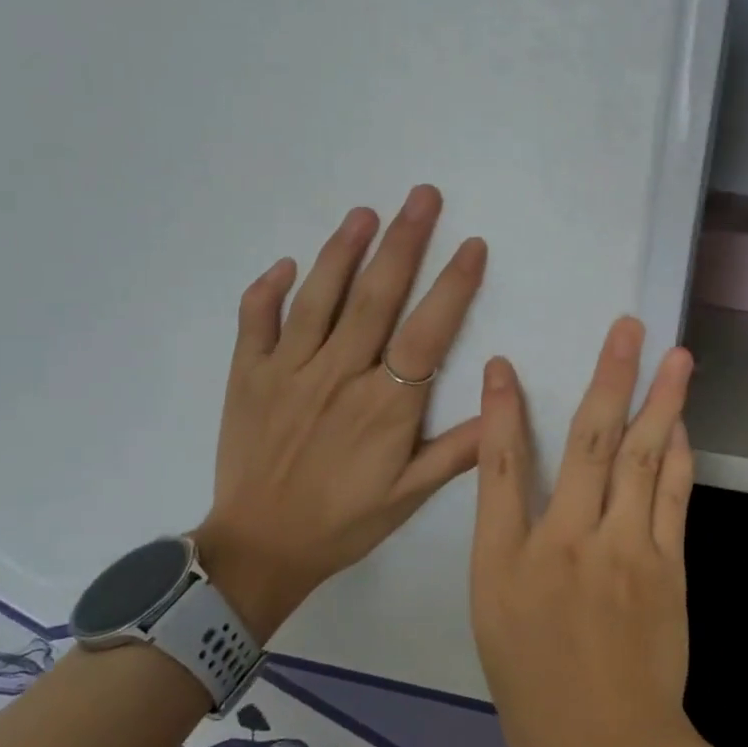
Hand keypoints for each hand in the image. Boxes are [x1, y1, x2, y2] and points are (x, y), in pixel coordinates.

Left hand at [194, 185, 486, 638]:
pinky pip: (254, 323)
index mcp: (383, 406)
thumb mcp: (409, 496)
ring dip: (343, 251)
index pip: (426, 333)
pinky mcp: (246, 377)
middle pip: (375, 298)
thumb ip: (457, 451)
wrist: (258, 550)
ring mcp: (286, 372)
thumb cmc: (343, 522)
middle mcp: (337, 376)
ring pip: (318, 299)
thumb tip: (501, 403)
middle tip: (422, 196)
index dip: (452, 286)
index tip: (472, 245)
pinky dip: (267, 291)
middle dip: (404, 242)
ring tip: (366, 212)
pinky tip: (286, 264)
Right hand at [469, 317, 712, 746]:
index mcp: (506, 562)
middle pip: (589, 443)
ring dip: (661, 401)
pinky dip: (679, 453)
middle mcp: (564, 543)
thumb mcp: (494, 614)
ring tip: (676, 357)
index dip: (501, 409)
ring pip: (643, 458)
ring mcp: (623, 551)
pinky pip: (673, 495)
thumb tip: (527, 480)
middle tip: (628, 328)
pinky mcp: (666, 565)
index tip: (504, 363)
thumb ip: (508, 540)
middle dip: (609, 377)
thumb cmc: (534, 688)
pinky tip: (682, 422)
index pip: (501, 467)